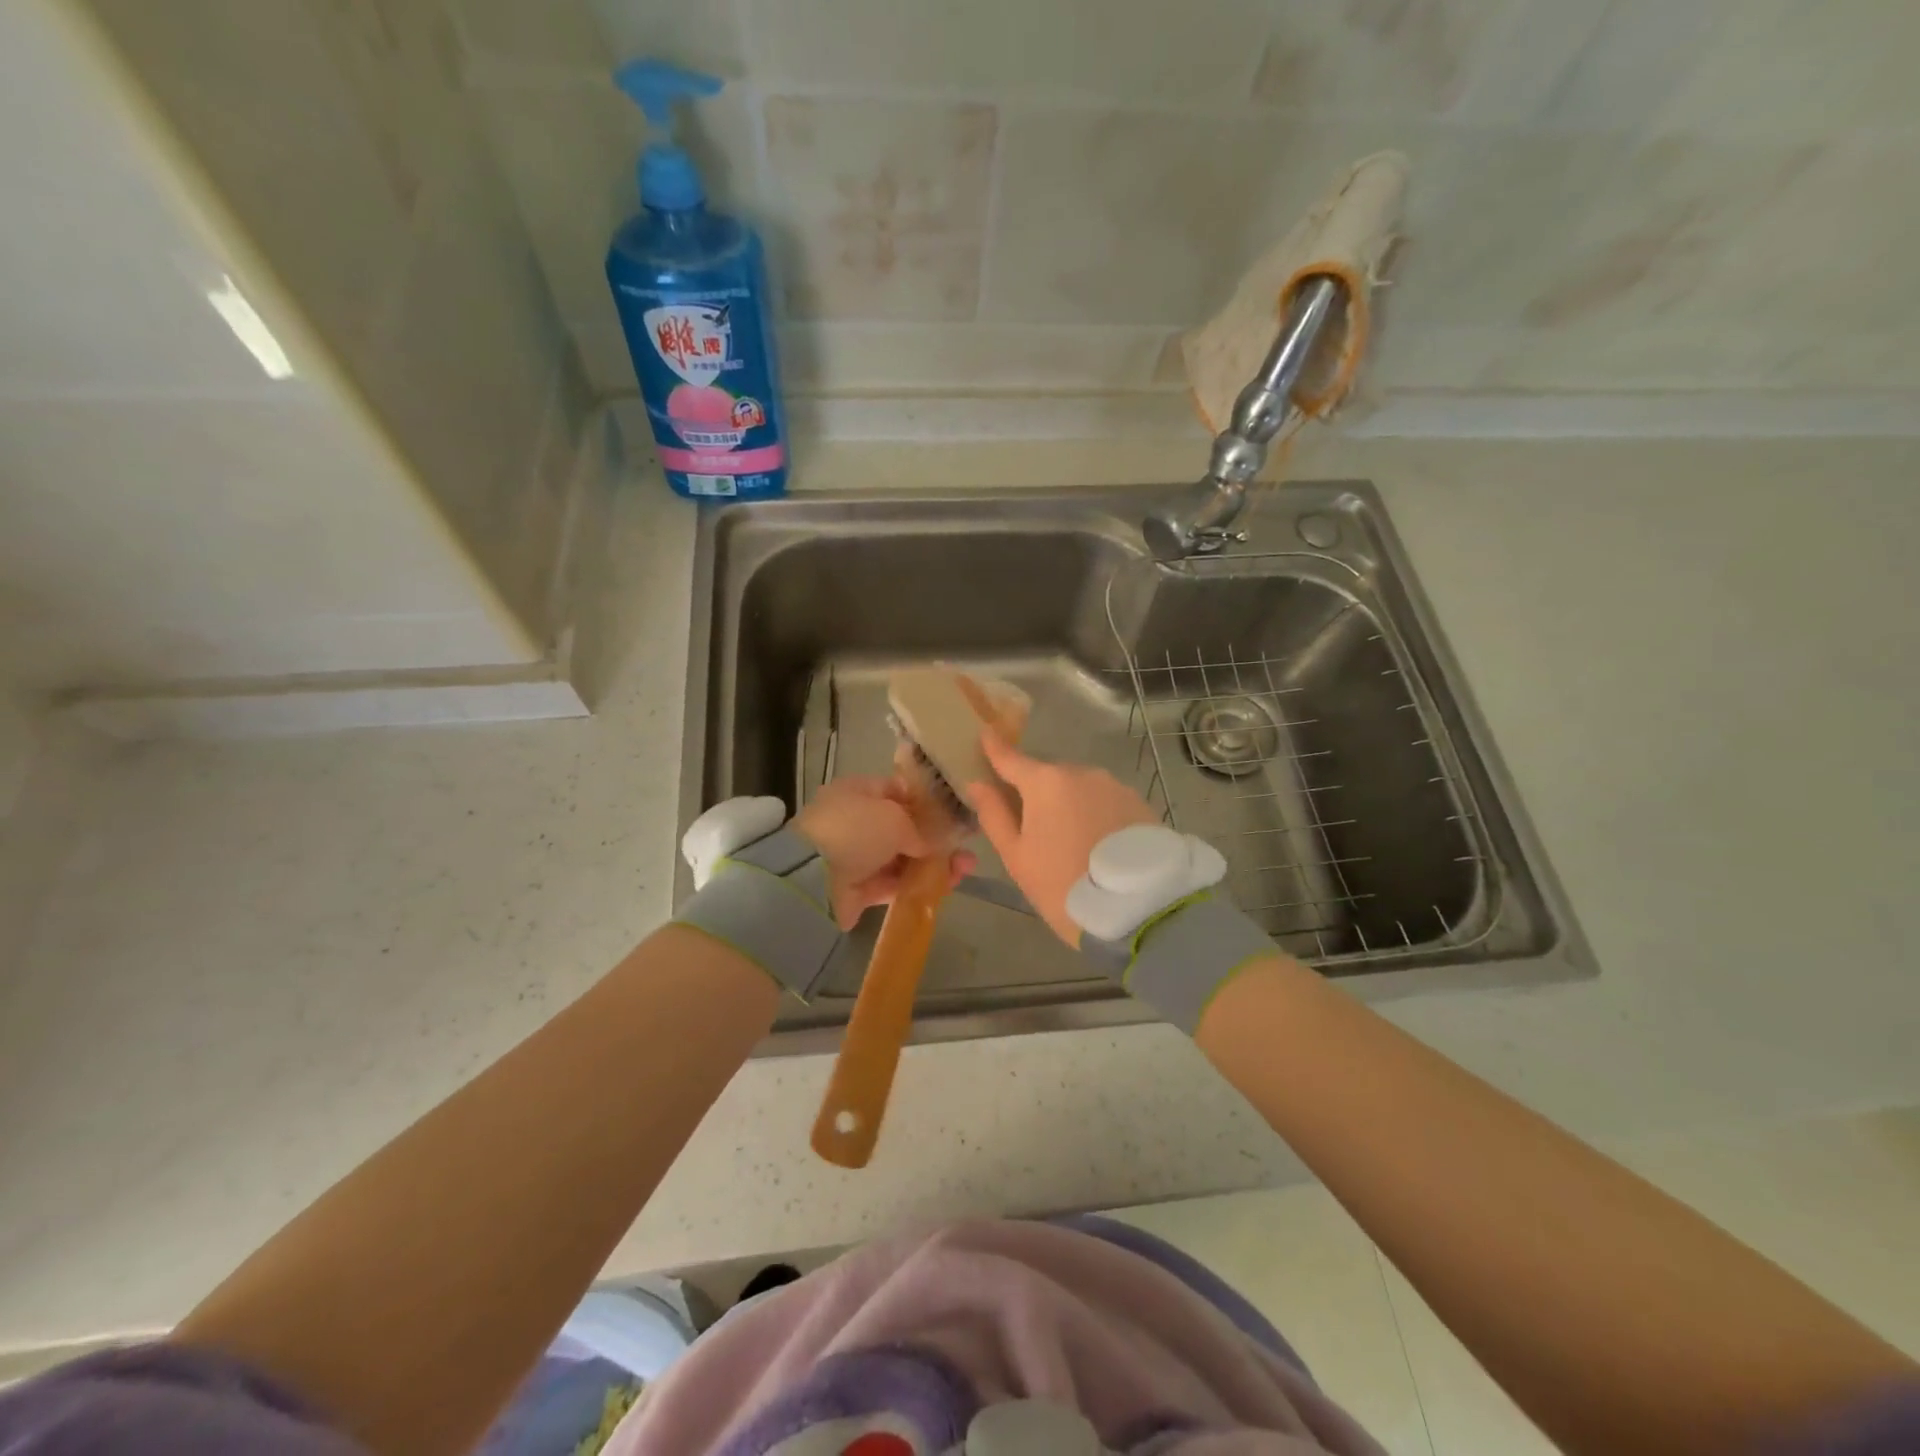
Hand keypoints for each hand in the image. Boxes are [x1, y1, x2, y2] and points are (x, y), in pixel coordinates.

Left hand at [793, 776, 977, 929]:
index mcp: (857, 793)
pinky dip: (918, 885)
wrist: (812, 879)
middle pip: (902, 828)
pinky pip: (895, 884)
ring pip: (902, 859)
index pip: (896, 791)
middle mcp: (856, 822)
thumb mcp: (894, 817)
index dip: (925, 801)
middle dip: (935, 837)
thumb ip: (918, 828)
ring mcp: (856, 857)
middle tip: (966, 844)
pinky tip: (947, 886)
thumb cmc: (856, 831)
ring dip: (933, 864)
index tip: (953, 812)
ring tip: (967, 868)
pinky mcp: (858, 890)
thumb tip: (927, 845)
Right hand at [965, 733, 1158, 946]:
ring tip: (1071, 841)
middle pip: (1048, 776)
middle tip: (1033, 826)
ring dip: (1070, 803)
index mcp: (1046, 782)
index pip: (1011, 758)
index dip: (995, 748)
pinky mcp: (1140, 803)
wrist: (1136, 909)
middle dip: (1037, 791)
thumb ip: (994, 815)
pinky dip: (1096, 814)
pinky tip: (1097, 843)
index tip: (985, 733)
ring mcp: (1115, 786)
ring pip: (1080, 788)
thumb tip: (977, 784)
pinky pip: (1106, 801)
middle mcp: (1082, 773)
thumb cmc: (1062, 885)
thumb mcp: (1017, 857)